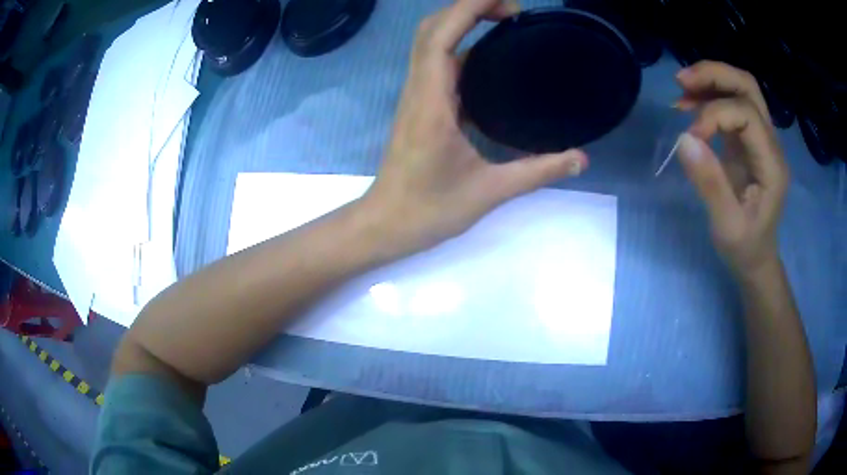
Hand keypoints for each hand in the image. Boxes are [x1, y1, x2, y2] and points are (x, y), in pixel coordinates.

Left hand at [363, 0, 587, 254]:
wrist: (386, 224)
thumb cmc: (429, 209)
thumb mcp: (490, 191)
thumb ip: (538, 172)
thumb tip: (580, 159)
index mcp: (432, 100)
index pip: (441, 35)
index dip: (470, 7)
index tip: (509, 3)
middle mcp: (420, 89)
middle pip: (433, 28)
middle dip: (469, 7)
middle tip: (514, 10)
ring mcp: (417, 96)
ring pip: (432, 42)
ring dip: (462, 21)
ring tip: (506, 22)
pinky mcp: (420, 105)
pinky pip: (437, 62)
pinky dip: (460, 45)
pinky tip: (492, 57)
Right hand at [674, 61, 788, 276]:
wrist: (757, 259)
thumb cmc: (745, 247)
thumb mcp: (726, 225)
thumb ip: (710, 183)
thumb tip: (684, 139)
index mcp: (772, 163)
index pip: (746, 114)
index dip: (714, 114)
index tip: (691, 138)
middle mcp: (771, 143)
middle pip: (747, 87)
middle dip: (714, 75)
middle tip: (681, 81)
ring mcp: (762, 139)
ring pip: (741, 88)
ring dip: (711, 80)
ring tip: (681, 88)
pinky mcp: (749, 141)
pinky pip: (732, 104)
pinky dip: (710, 96)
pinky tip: (689, 105)